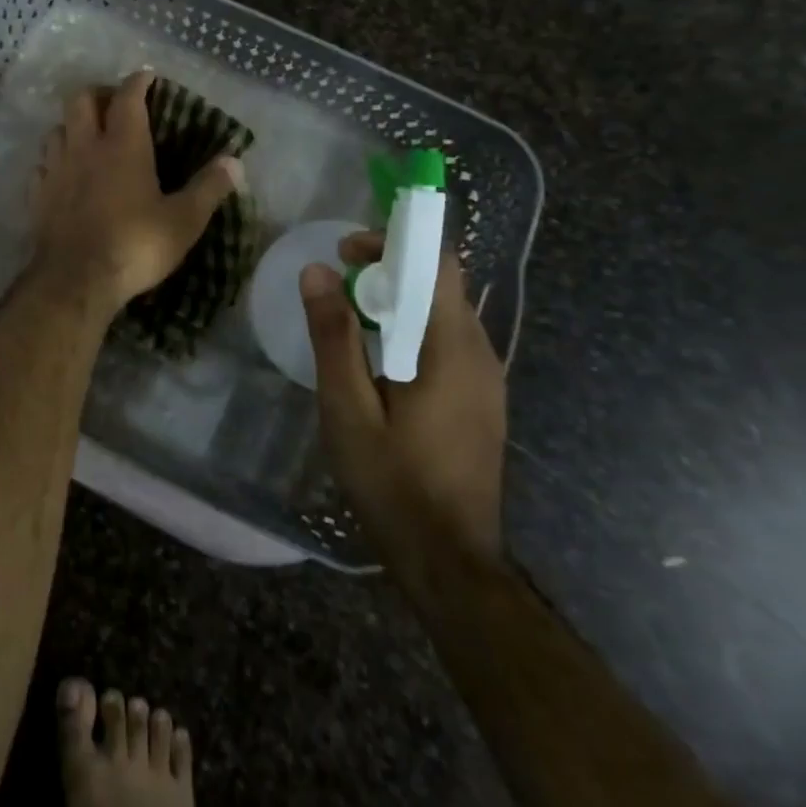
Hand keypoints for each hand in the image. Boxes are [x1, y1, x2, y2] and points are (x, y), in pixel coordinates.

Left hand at [30, 70, 241, 316]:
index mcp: (123, 145)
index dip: (138, 82)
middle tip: (115, 105)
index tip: (147, 77)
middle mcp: (85, 147)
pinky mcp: (37, 194)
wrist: (76, 281)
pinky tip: (64, 173)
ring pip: (57, 128)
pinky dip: (55, 160)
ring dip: (73, 125)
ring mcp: (56, 169)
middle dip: (99, 93)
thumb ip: (209, 188)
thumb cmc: (135, 245)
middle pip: (81, 99)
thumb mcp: (183, 221)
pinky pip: (42, 164)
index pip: (128, 97)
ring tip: (88, 138)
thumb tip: (236, 162)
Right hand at [300, 237, 506, 574]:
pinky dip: (414, 330)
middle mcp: (480, 354)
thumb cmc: (393, 482)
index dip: (393, 244)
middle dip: (390, 270)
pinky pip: (449, 343)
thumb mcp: (347, 408)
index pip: (437, 265)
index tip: (347, 252)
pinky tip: (381, 362)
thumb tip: (318, 272)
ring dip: (401, 301)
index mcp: (451, 350)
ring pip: (445, 314)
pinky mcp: (482, 400)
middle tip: (339, 284)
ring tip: (352, 319)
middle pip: (442, 285)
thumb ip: (334, 336)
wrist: (450, 562)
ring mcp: (487, 379)